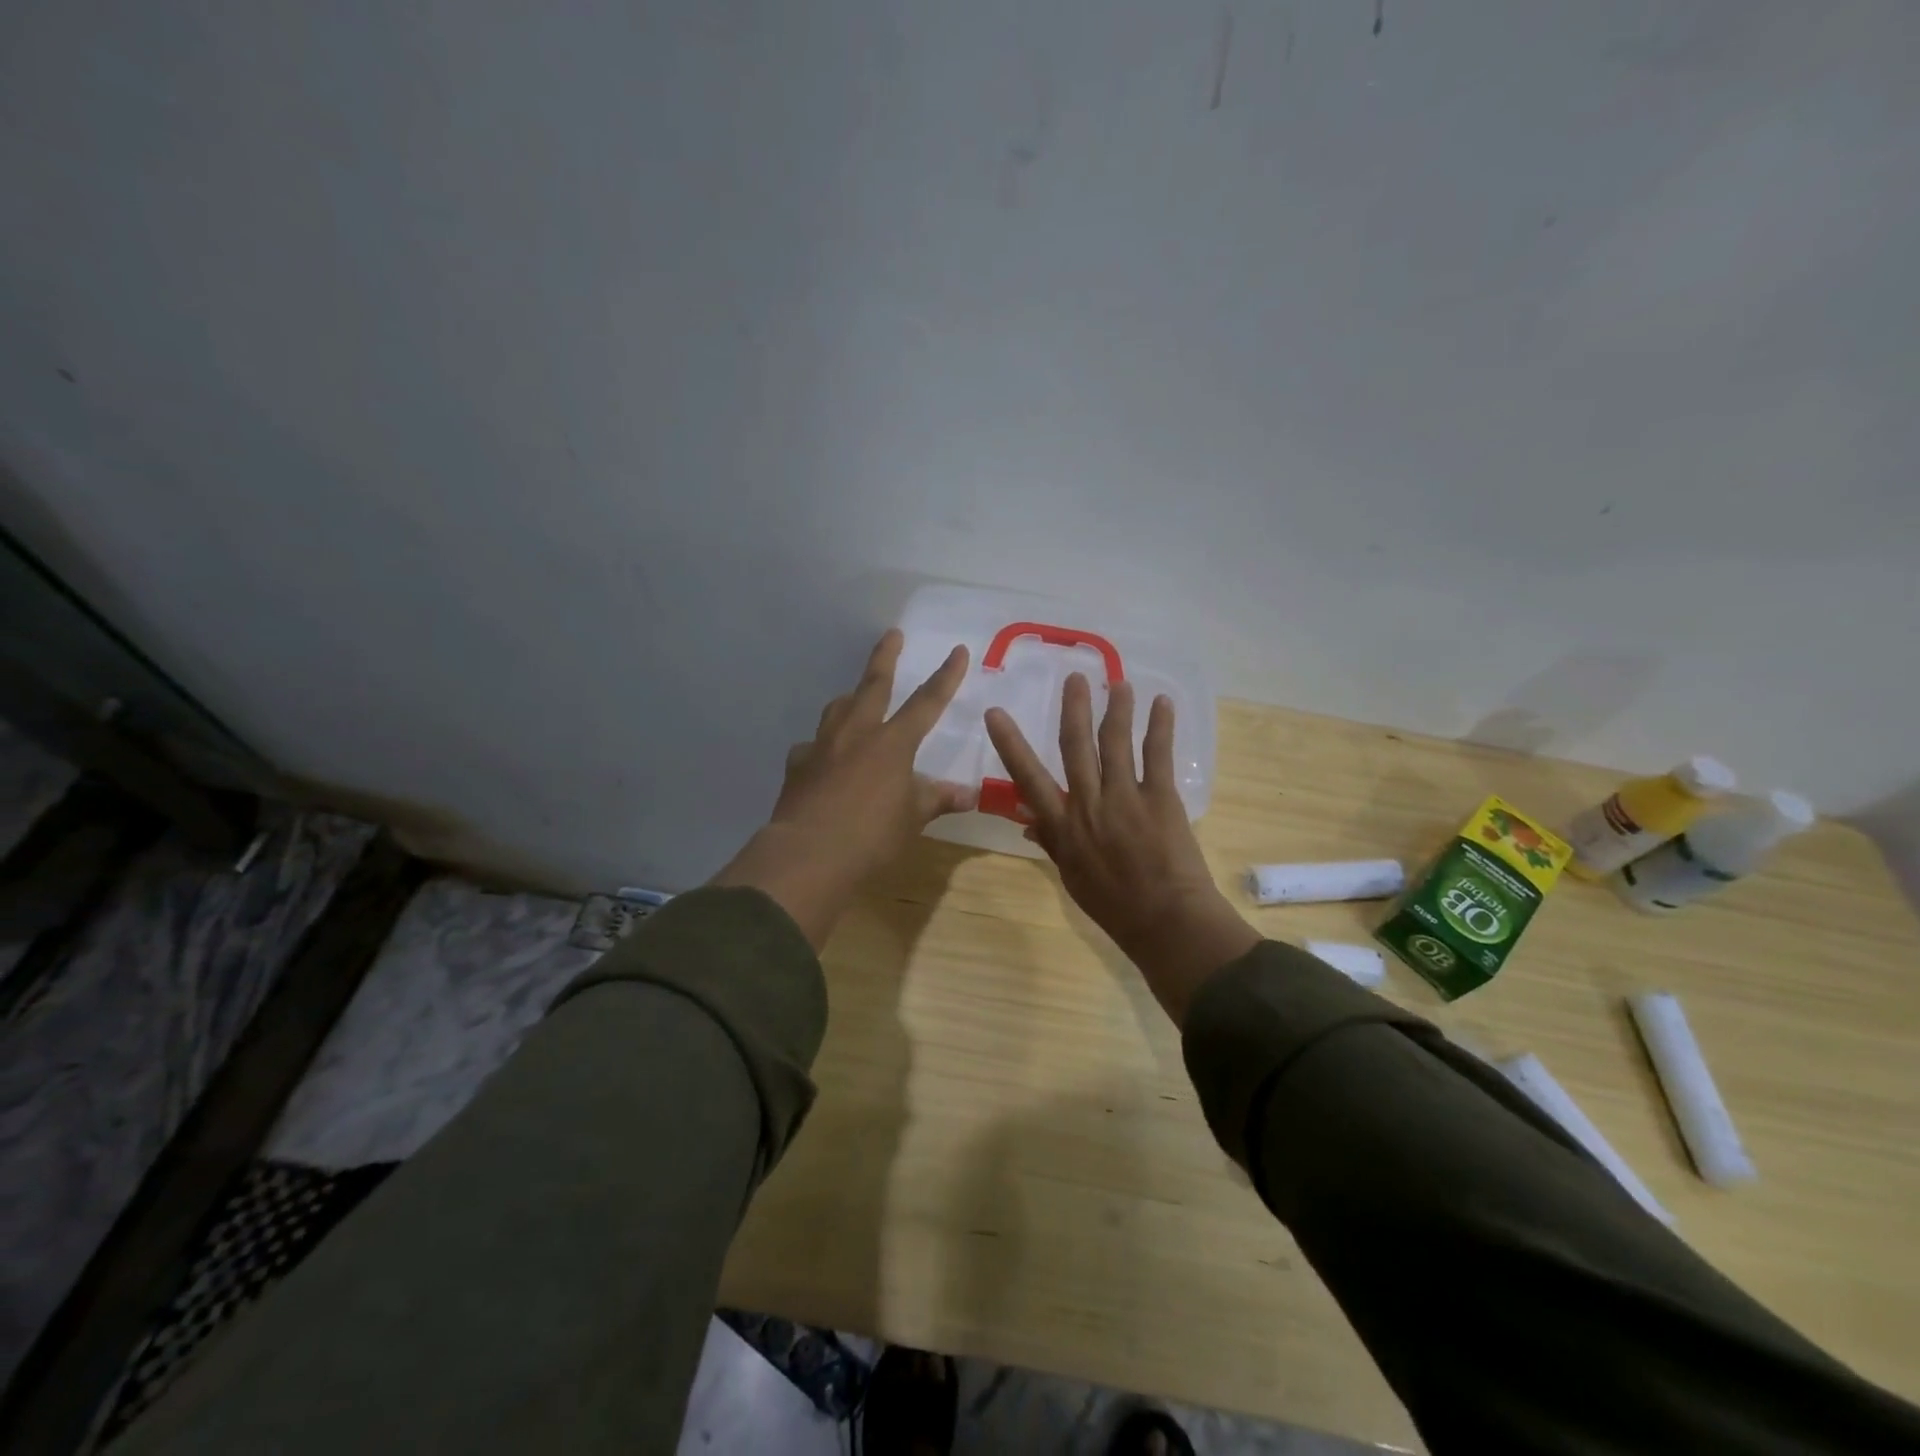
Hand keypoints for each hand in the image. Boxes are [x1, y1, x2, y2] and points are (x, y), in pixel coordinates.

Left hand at [712, 629, 973, 947]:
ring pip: (838, 709)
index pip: (927, 702)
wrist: (808, 854)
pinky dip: (824, 747)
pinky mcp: (798, 764)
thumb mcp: (912, 819)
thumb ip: (937, 799)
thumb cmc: (871, 836)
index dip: (946, 676)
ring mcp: (823, 745)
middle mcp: (857, 733)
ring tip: (856, 698)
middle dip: (885, 657)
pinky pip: (814, 746)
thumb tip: (968, 795)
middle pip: (873, 684)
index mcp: (893, 742)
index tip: (958, 650)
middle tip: (892, 634)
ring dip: (851, 699)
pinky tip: (825, 758)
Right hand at [985, 675, 1258, 1025]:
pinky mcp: (1160, 798)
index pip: (1028, 778)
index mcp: (1062, 826)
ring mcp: (1125, 797)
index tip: (996, 714)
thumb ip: (1051, 842)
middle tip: (1074, 678)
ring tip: (1117, 681)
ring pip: (1115, 742)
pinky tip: (1161, 703)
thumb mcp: (1071, 877)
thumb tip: (1027, 821)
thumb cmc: (1113, 905)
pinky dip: (1159, 726)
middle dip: (1073, 708)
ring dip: (1116, 707)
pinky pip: (1157, 755)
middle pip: (1076, 746)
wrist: (1164, 919)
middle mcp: (1088, 803)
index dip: (1011, 744)